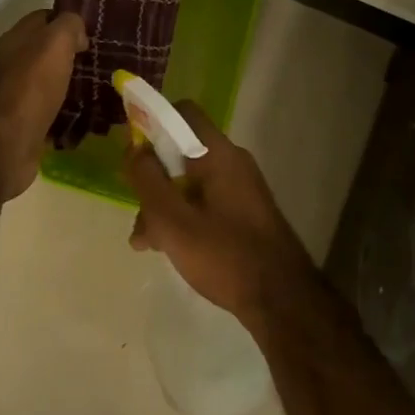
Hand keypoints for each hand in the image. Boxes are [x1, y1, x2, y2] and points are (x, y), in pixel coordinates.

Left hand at [0, 10, 87, 203]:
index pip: (45, 17)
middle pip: (47, 50)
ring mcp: (14, 94)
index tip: (95, 31)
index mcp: (14, 39)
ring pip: (50, 80)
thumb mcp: (54, 45)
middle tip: (103, 60)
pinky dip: (67, 110)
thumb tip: (77, 32)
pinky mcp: (22, 123)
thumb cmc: (29, 90)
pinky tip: (87, 115)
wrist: (3, 150)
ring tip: (101, 87)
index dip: (69, 21)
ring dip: (72, 83)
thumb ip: (68, 26)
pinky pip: (50, 109)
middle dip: (74, 54)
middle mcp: (10, 63)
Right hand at [124, 102, 316, 323]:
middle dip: (153, 178)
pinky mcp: (245, 213)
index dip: (152, 122)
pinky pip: (206, 202)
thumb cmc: (224, 255)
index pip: (182, 113)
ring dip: (164, 205)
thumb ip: (148, 180)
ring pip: (191, 182)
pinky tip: (169, 249)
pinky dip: (184, 216)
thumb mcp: (173, 220)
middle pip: (182, 152)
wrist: (282, 301)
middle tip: (136, 210)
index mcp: (218, 154)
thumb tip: (133, 150)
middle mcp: (233, 162)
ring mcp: (241, 189)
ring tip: (145, 242)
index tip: (131, 150)